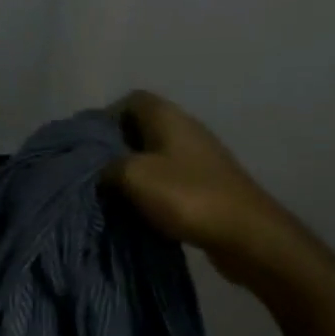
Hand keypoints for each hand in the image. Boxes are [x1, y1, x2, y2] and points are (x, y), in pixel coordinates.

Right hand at [106, 91, 287, 282]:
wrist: (246, 235)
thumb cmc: (187, 196)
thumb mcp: (133, 176)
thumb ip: (106, 166)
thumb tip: (98, 169)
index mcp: (168, 117)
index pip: (131, 100)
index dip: (106, 118)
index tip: (88, 146)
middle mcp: (185, 130)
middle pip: (141, 128)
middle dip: (115, 149)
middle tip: (94, 173)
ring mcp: (198, 158)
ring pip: (154, 156)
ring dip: (133, 173)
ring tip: (113, 195)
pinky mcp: (206, 184)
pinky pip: (169, 179)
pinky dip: (151, 192)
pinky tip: (140, 211)